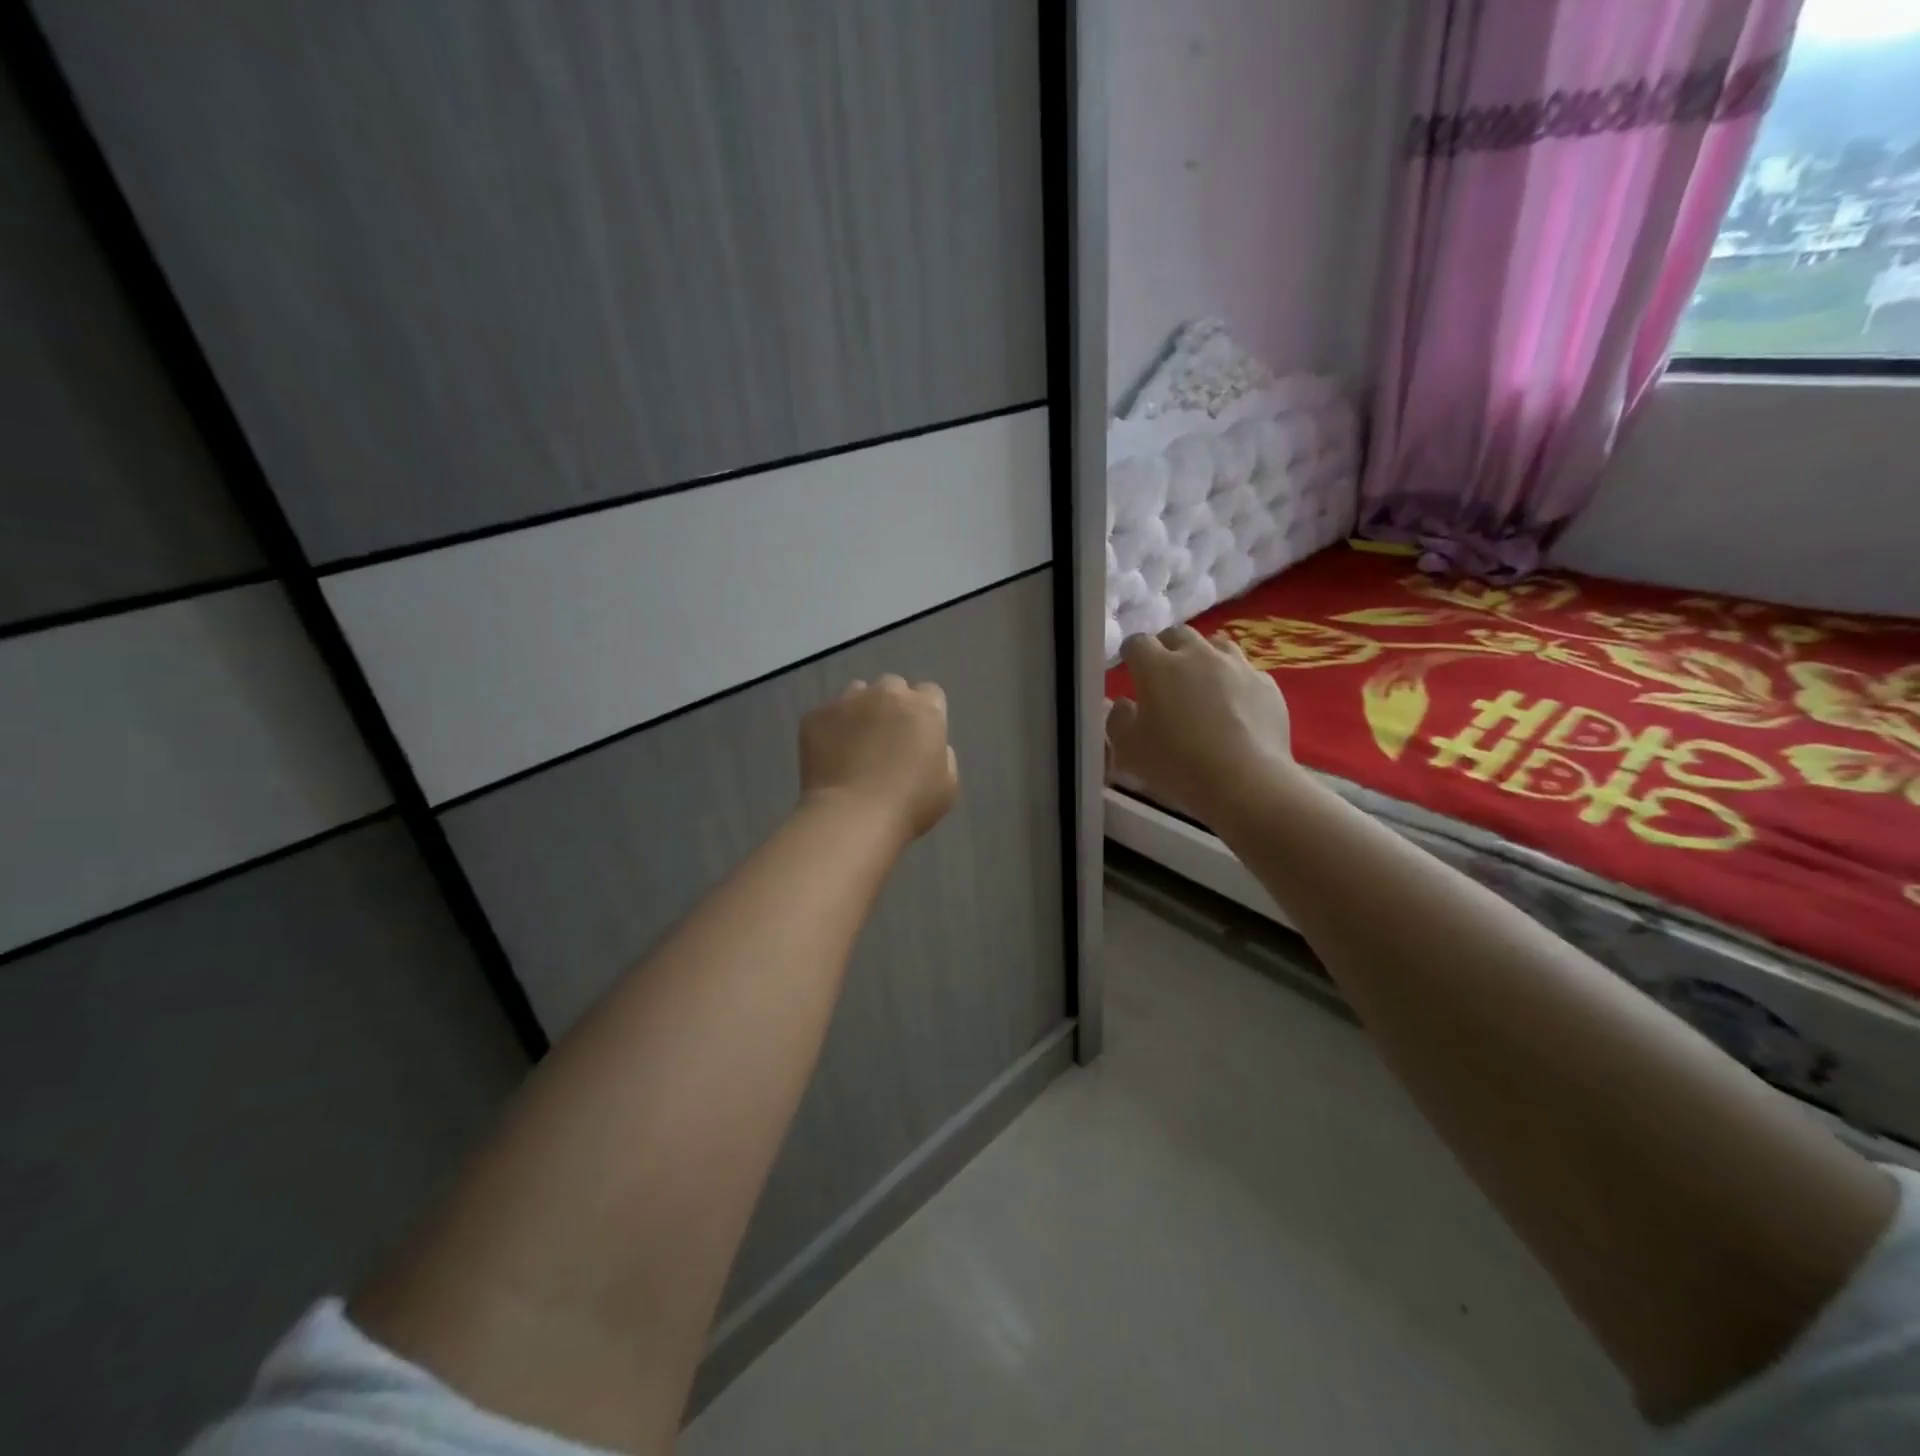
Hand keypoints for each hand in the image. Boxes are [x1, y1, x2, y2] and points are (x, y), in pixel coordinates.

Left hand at [800, 675, 958, 841]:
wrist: (852, 816)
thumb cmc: (909, 805)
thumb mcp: (947, 786)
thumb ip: (943, 756)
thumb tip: (928, 746)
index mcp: (924, 709)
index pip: (930, 693)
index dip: (925, 712)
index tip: (918, 734)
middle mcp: (887, 694)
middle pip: (893, 686)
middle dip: (892, 705)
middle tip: (886, 738)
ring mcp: (848, 701)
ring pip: (857, 693)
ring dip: (861, 710)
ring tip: (855, 743)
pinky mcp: (816, 715)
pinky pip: (827, 714)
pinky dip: (831, 729)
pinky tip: (831, 756)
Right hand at [1107, 626, 1297, 826]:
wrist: (1246, 782)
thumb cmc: (1177, 764)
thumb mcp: (1128, 750)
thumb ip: (1118, 720)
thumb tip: (1123, 705)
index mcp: (1157, 667)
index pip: (1137, 643)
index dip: (1130, 653)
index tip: (1129, 668)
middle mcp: (1197, 655)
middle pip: (1178, 634)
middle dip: (1167, 647)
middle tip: (1163, 673)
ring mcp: (1237, 666)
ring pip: (1216, 645)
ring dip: (1204, 657)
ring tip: (1201, 682)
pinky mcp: (1267, 685)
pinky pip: (1246, 673)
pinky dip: (1235, 682)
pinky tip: (1235, 706)